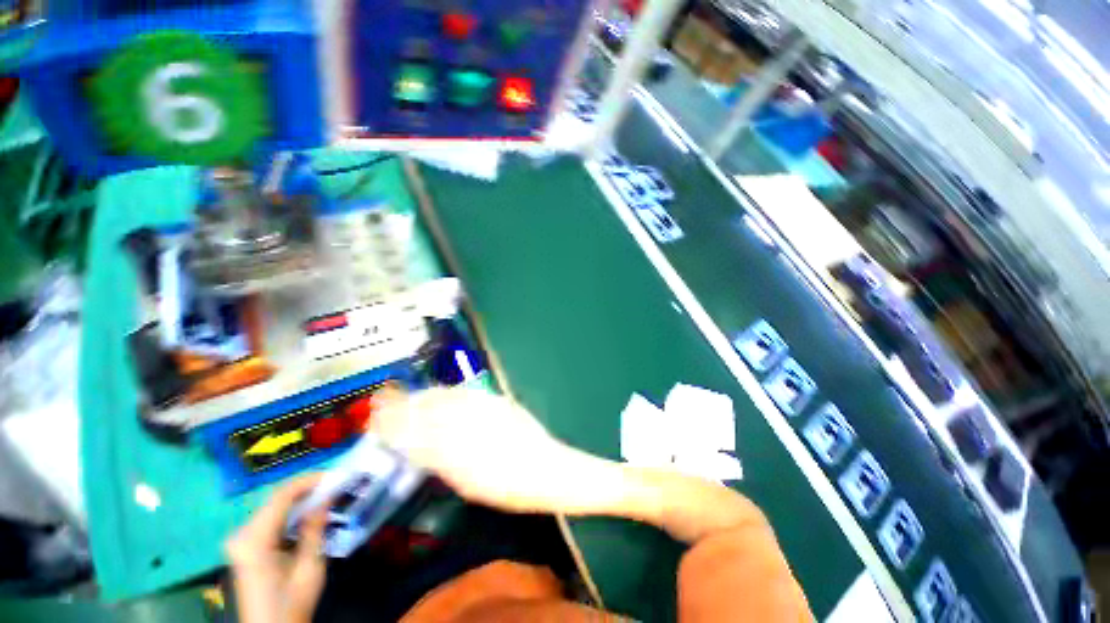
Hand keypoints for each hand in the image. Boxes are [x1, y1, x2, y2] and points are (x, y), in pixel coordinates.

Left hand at [225, 474, 327, 622]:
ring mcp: (240, 541)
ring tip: (326, 496)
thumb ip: (315, 528)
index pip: (281, 496)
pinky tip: (307, 515)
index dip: (309, 480)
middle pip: (276, 499)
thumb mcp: (310, 566)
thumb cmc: (291, 602)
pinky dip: (290, 512)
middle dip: (306, 489)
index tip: (335, 475)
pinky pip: (269, 519)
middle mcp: (241, 535)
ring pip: (273, 507)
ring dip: (300, 500)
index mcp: (254, 540)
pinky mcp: (244, 547)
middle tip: (334, 485)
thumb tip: (326, 497)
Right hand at [371, 387, 614, 514]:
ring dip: (421, 396)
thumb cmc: (509, 488)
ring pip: (444, 397)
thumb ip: (441, 463)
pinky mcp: (497, 400)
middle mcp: (468, 425)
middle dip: (400, 406)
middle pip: (426, 410)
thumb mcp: (468, 484)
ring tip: (406, 396)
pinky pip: (464, 393)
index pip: (415, 433)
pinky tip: (439, 393)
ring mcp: (484, 409)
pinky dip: (446, 392)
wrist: (548, 469)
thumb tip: (416, 447)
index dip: (391, 425)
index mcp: (457, 452)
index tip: (374, 422)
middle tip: (382, 404)